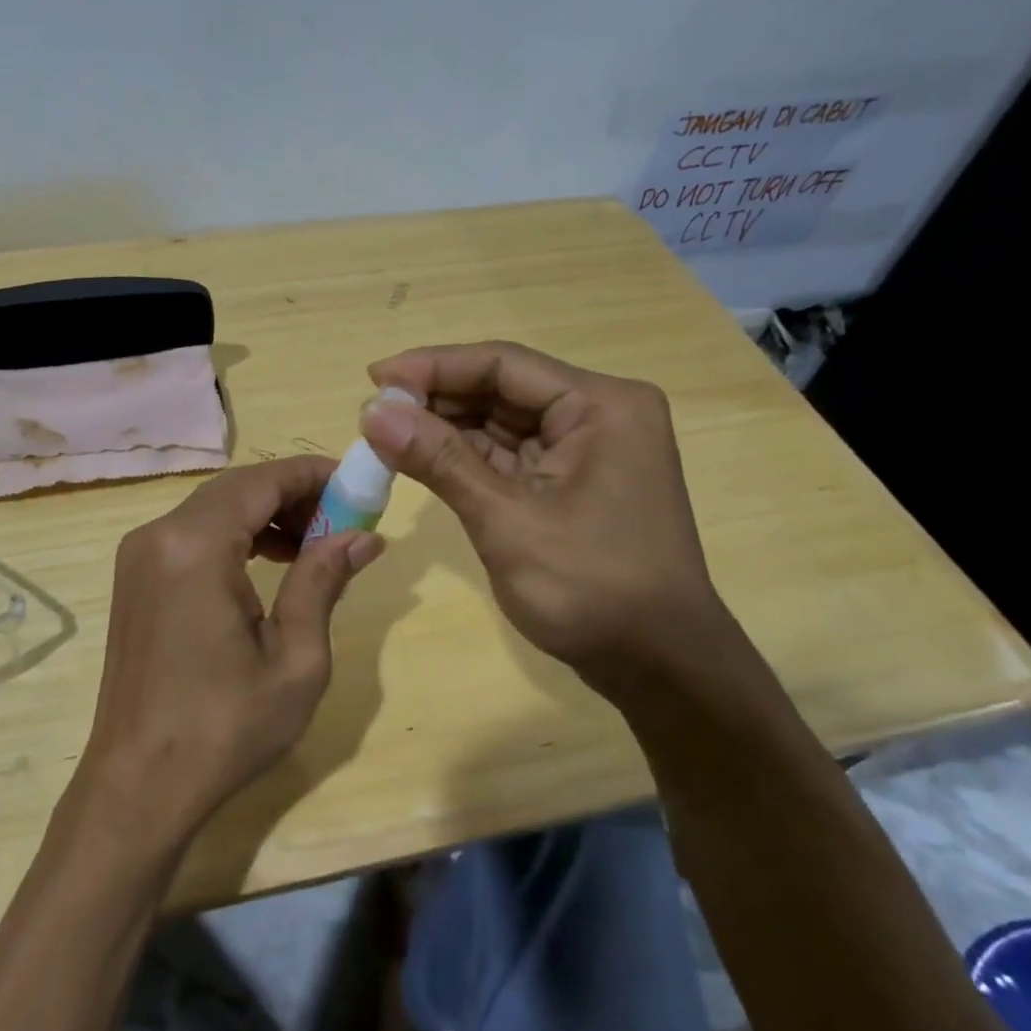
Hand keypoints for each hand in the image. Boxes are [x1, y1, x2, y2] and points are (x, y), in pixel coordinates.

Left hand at [83, 457, 383, 840]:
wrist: (138, 785)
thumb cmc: (224, 728)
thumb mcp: (295, 658)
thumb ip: (323, 581)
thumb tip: (364, 535)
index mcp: (195, 545)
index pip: (263, 480)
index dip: (313, 474)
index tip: (358, 484)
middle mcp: (159, 534)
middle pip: (237, 488)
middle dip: (293, 494)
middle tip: (343, 519)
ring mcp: (140, 555)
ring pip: (215, 508)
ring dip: (266, 514)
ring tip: (316, 543)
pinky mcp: (136, 577)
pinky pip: (194, 534)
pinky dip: (236, 535)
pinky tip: (271, 561)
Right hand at [360, 341, 737, 704]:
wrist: (657, 667)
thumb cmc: (592, 590)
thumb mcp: (507, 521)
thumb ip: (440, 460)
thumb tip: (373, 412)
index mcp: (600, 406)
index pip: (503, 364)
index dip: (433, 366)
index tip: (374, 379)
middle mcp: (596, 413)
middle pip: (501, 387)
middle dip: (435, 399)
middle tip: (373, 413)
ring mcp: (584, 448)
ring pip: (499, 420)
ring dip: (444, 427)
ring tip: (384, 434)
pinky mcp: (569, 480)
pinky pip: (507, 453)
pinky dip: (463, 456)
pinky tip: (418, 457)